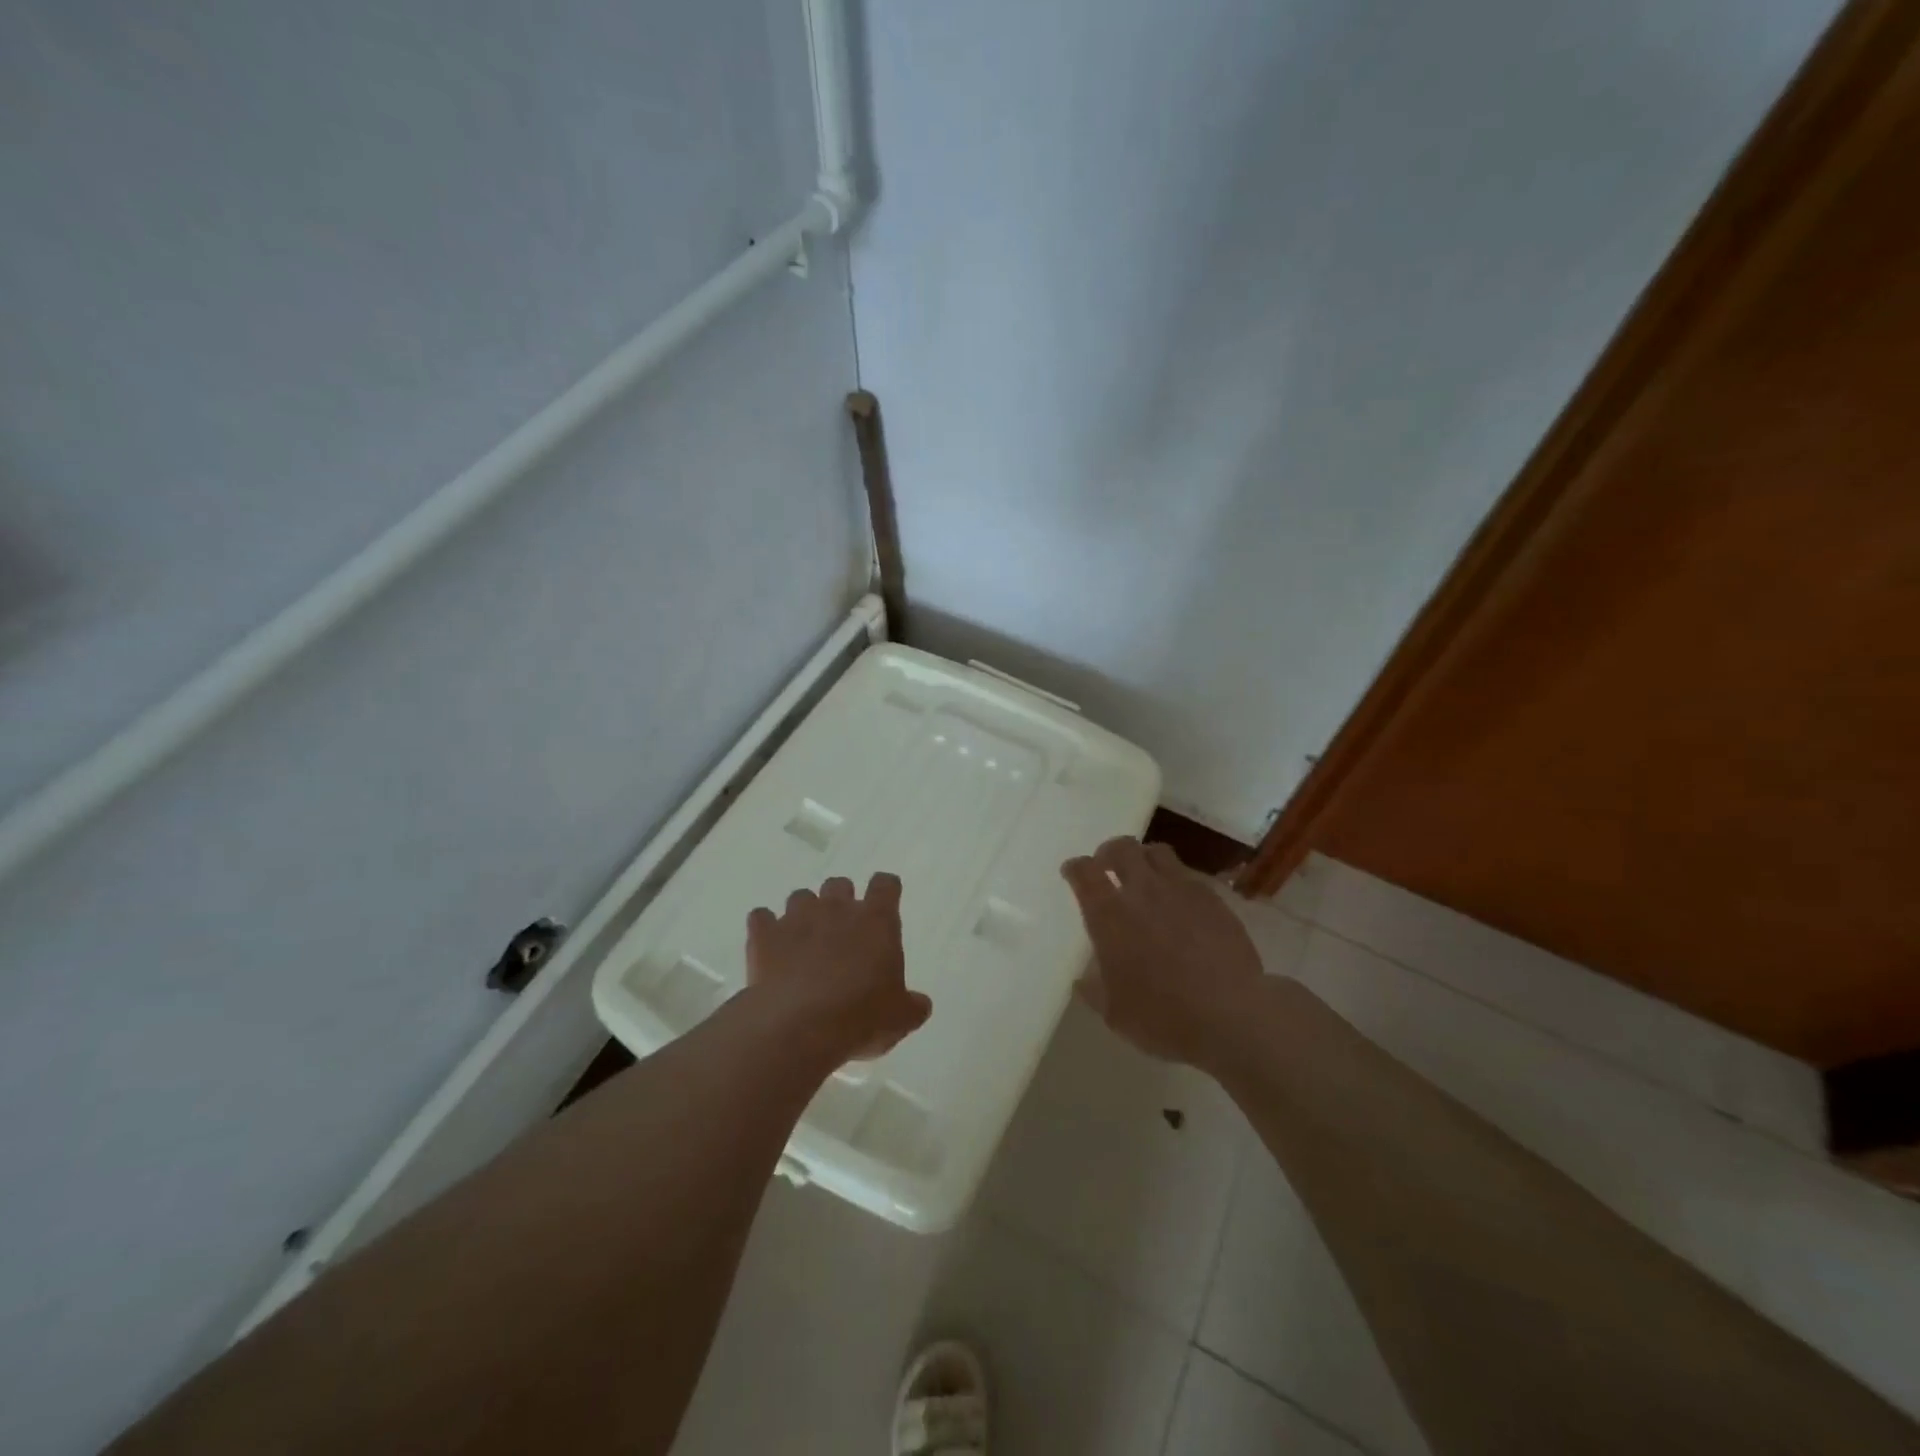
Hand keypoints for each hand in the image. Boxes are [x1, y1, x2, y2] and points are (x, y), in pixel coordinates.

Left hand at [745, 872, 931, 1062]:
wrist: (799, 1025)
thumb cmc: (861, 1016)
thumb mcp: (900, 1018)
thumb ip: (911, 1006)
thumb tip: (920, 1004)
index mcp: (877, 921)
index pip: (885, 885)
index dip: (885, 890)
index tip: (884, 903)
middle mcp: (837, 909)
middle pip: (839, 884)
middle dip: (840, 901)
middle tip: (841, 931)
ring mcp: (797, 918)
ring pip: (800, 896)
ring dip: (803, 913)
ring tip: (803, 942)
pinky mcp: (764, 935)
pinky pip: (761, 918)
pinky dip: (765, 928)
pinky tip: (768, 948)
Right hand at [1061, 837, 1266, 1066]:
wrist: (1231, 1015)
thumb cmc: (1164, 1017)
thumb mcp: (1116, 1014)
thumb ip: (1095, 991)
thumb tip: (1083, 980)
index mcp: (1109, 915)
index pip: (1085, 873)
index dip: (1076, 868)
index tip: (1072, 872)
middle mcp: (1142, 891)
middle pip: (1121, 849)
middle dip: (1109, 853)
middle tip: (1108, 867)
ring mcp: (1181, 890)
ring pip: (1157, 852)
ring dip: (1144, 858)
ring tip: (1145, 876)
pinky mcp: (1213, 898)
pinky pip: (1188, 875)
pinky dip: (1176, 880)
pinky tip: (1180, 901)